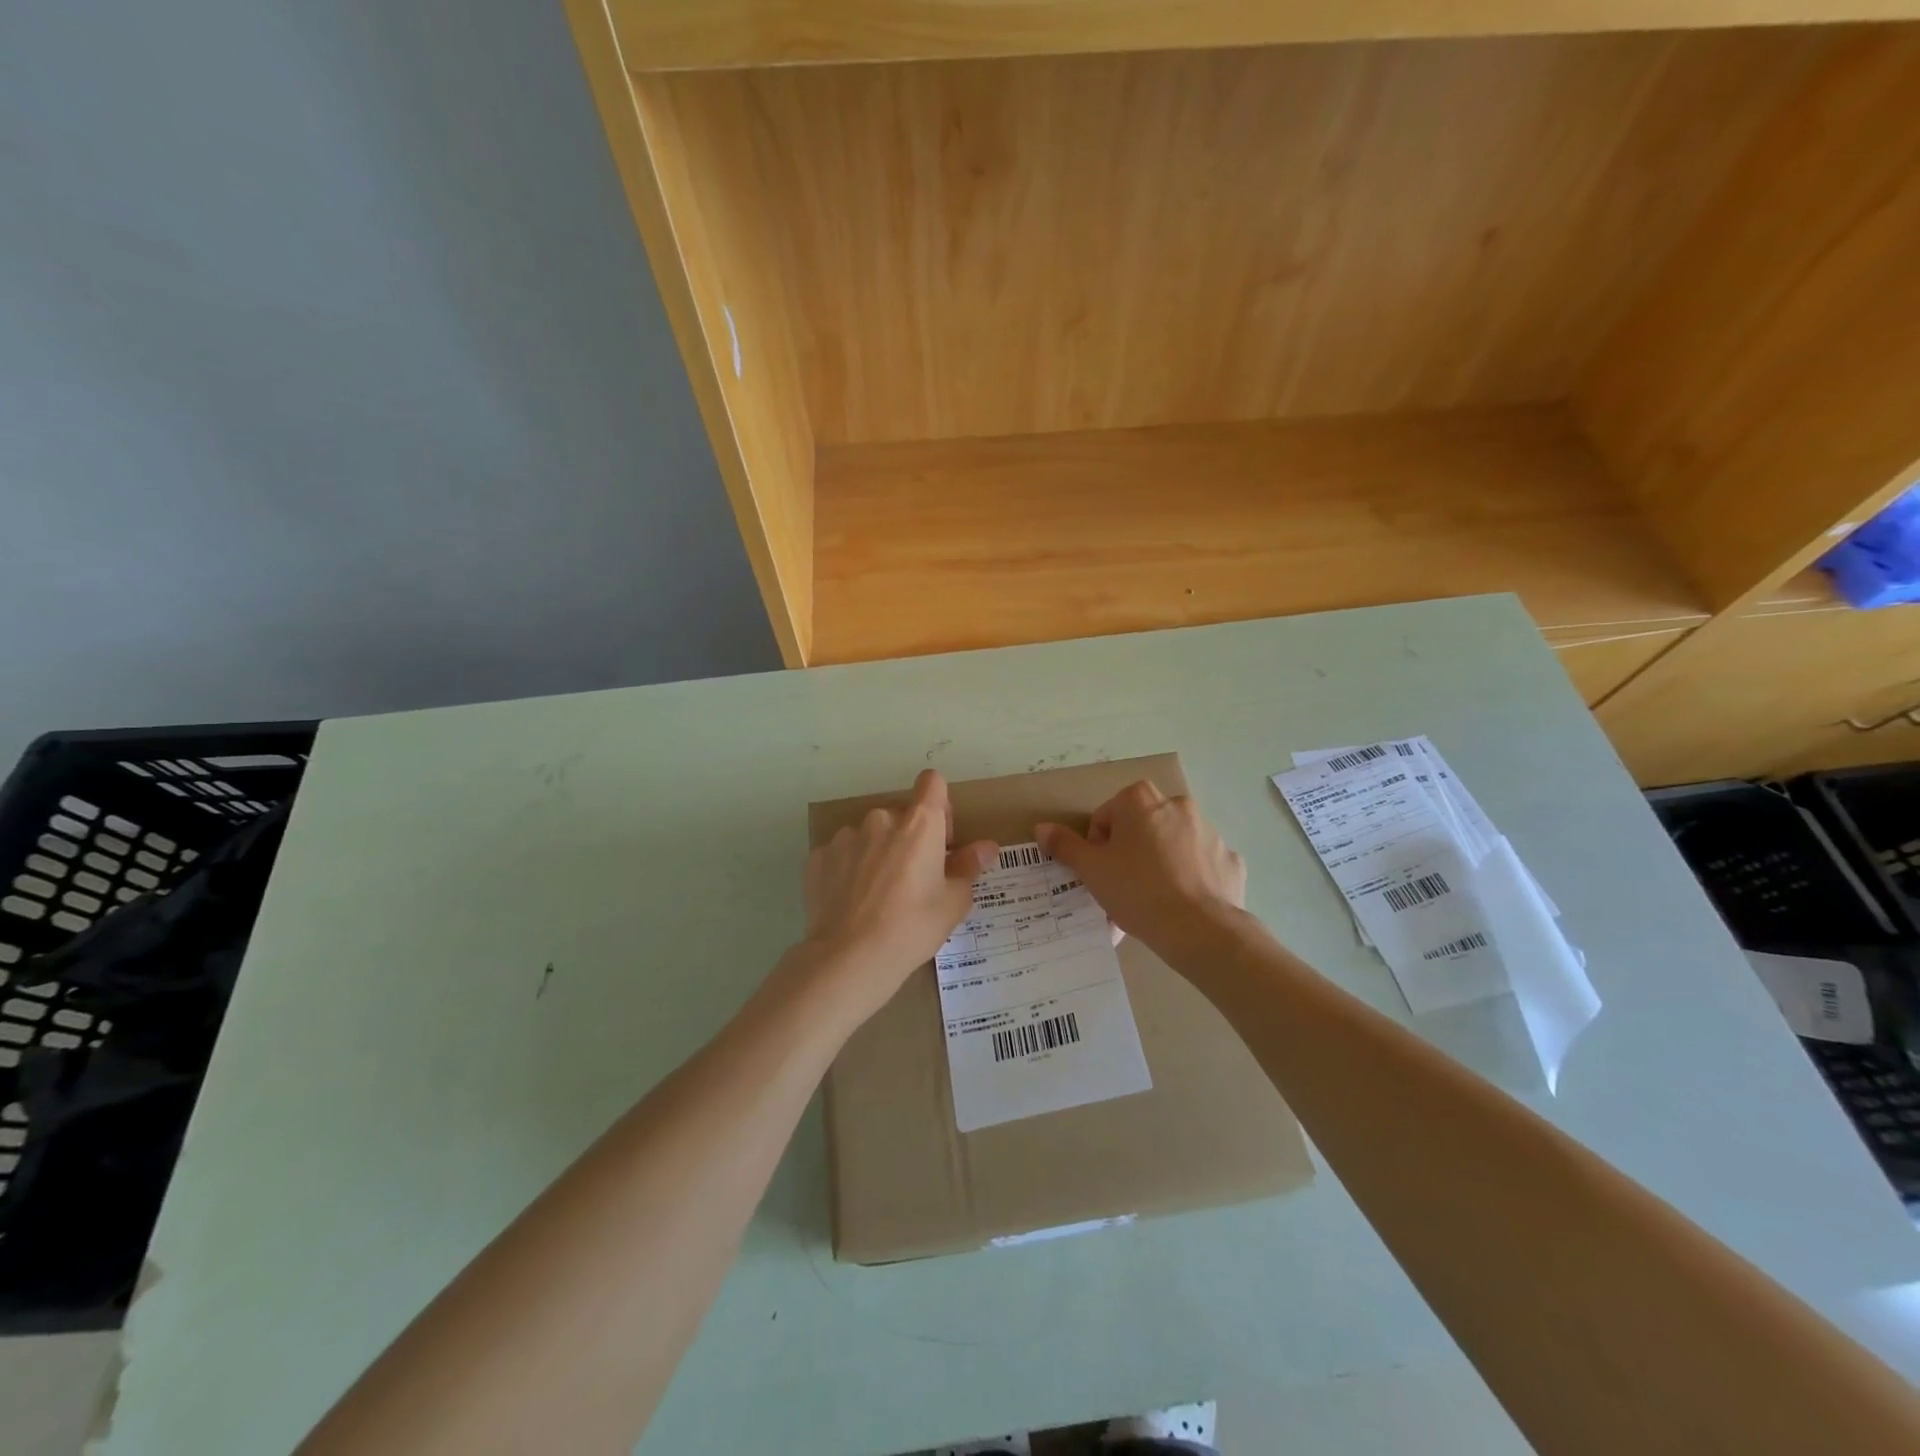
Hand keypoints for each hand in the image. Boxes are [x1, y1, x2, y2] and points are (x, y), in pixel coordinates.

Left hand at [801, 770, 996, 1020]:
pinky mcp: (818, 856)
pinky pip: (842, 854)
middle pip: (901, 815)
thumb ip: (968, 866)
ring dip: (877, 852)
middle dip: (908, 838)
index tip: (941, 838)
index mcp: (920, 824)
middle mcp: (882, 819)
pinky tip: (851, 901)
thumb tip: (986, 846)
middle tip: (912, 880)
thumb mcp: (953, 902)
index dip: (939, 805)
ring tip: (877, 895)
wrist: (849, 958)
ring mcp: (846, 836)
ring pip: (870, 835)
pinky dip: (848, 869)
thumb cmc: (912, 928)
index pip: (932, 782)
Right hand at [1037, 781, 1245, 955]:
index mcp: (1140, 800)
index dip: (1098, 845)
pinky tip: (1181, 904)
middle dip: (1130, 851)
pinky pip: (1201, 864)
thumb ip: (1065, 845)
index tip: (1101, 873)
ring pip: (1172, 844)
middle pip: (1141, 826)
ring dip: (1159, 862)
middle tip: (1122, 886)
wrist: (1199, 929)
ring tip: (1151, 901)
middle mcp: (1177, 805)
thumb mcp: (1091, 870)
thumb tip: (1042, 828)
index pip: (1106, 816)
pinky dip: (1191, 878)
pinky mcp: (1230, 859)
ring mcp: (1209, 831)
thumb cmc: (1137, 891)